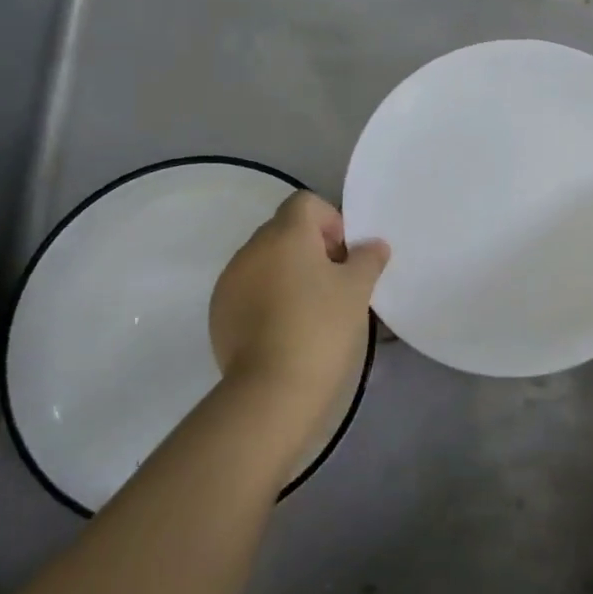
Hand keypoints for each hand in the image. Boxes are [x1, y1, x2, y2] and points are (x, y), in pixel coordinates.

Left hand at [209, 191, 387, 421]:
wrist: (272, 391)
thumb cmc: (321, 327)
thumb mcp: (357, 290)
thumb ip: (367, 258)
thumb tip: (373, 245)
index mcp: (285, 234)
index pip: (305, 202)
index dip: (330, 221)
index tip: (344, 256)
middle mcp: (252, 249)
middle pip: (285, 231)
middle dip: (311, 248)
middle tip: (334, 284)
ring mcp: (230, 281)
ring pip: (265, 262)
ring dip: (287, 273)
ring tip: (310, 310)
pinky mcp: (219, 313)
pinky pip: (249, 290)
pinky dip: (267, 298)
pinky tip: (285, 330)